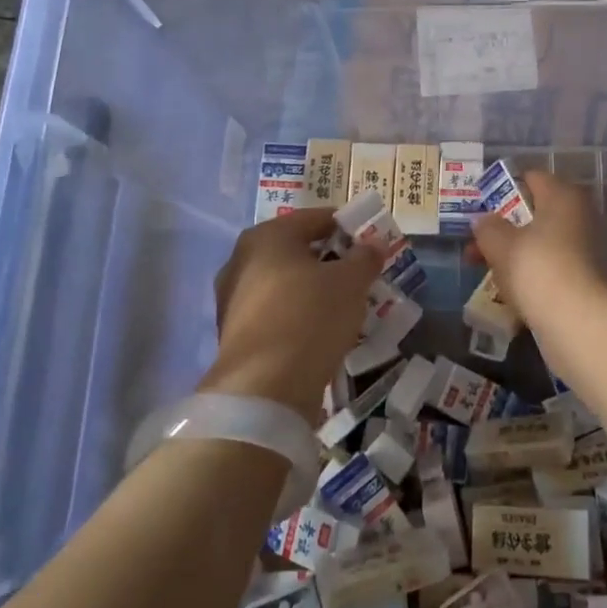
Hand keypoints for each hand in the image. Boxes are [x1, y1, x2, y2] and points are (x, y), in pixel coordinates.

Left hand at [199, 208, 384, 422]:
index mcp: (268, 236)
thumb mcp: (351, 282)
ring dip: (313, 289)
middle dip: (330, 260)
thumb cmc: (310, 317)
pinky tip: (320, 330)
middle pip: (297, 250)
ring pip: (285, 283)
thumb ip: (365, 257)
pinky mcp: (234, 333)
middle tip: (360, 273)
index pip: (317, 218)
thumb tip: (373, 243)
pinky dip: (297, 314)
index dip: (348, 226)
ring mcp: (233, 298)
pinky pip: (275, 311)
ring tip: (345, 304)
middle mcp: (242, 259)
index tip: (371, 242)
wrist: (264, 389)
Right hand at [470, 171, 606, 330]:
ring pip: (545, 242)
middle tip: (477, 246)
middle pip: (537, 213)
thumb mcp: (500, 244)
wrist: (581, 322)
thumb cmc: (538, 268)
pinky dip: (535, 274)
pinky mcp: (592, 278)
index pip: (531, 178)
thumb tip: (483, 220)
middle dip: (506, 229)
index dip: (503, 190)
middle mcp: (583, 214)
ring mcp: (591, 247)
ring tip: (488, 272)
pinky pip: (556, 266)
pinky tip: (514, 292)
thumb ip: (487, 227)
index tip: (481, 210)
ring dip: (518, 254)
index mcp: (564, 195)